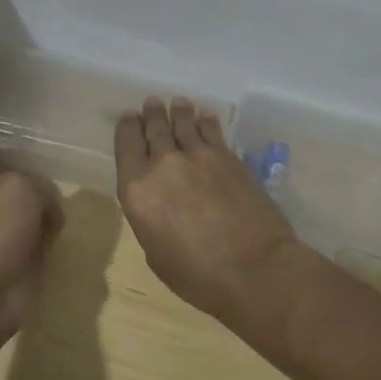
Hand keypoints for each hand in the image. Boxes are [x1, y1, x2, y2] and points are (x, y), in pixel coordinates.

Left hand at [0, 151, 61, 339]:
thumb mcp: (21, 188)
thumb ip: (40, 186)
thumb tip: (48, 208)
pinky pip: (39, 241)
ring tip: (62, 212)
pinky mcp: (17, 261)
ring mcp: (0, 234)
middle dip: (39, 187)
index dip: (19, 155)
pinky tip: (60, 237)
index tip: (45, 156)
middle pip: (18, 186)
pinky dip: (50, 241)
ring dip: (47, 215)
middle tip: (60, 186)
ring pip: (31, 214)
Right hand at [114, 97, 300, 328]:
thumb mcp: (156, 253)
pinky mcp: (227, 157)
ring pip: (182, 123)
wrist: (255, 270)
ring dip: (178, 111)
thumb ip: (150, 217)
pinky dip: (206, 121)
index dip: (127, 128)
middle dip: (151, 114)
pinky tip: (205, 116)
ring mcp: (197, 156)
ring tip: (178, 103)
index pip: (125, 144)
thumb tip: (158, 201)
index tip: (130, 120)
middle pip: (153, 128)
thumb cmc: (199, 276)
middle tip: (152, 103)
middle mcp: (162, 164)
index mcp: (136, 189)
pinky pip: (212, 131)